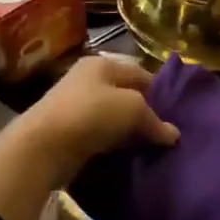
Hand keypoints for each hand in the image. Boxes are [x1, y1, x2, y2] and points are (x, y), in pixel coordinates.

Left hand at [16, 55, 178, 178]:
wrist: (43, 147)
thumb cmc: (91, 114)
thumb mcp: (132, 109)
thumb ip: (155, 120)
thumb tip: (173, 134)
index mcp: (102, 63)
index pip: (140, 73)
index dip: (160, 92)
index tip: (177, 115)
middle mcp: (87, 79)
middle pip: (126, 94)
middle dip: (145, 113)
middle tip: (165, 134)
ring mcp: (75, 105)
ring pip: (113, 117)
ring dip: (129, 132)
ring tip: (149, 148)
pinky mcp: (68, 131)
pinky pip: (99, 135)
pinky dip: (113, 144)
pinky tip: (126, 156)